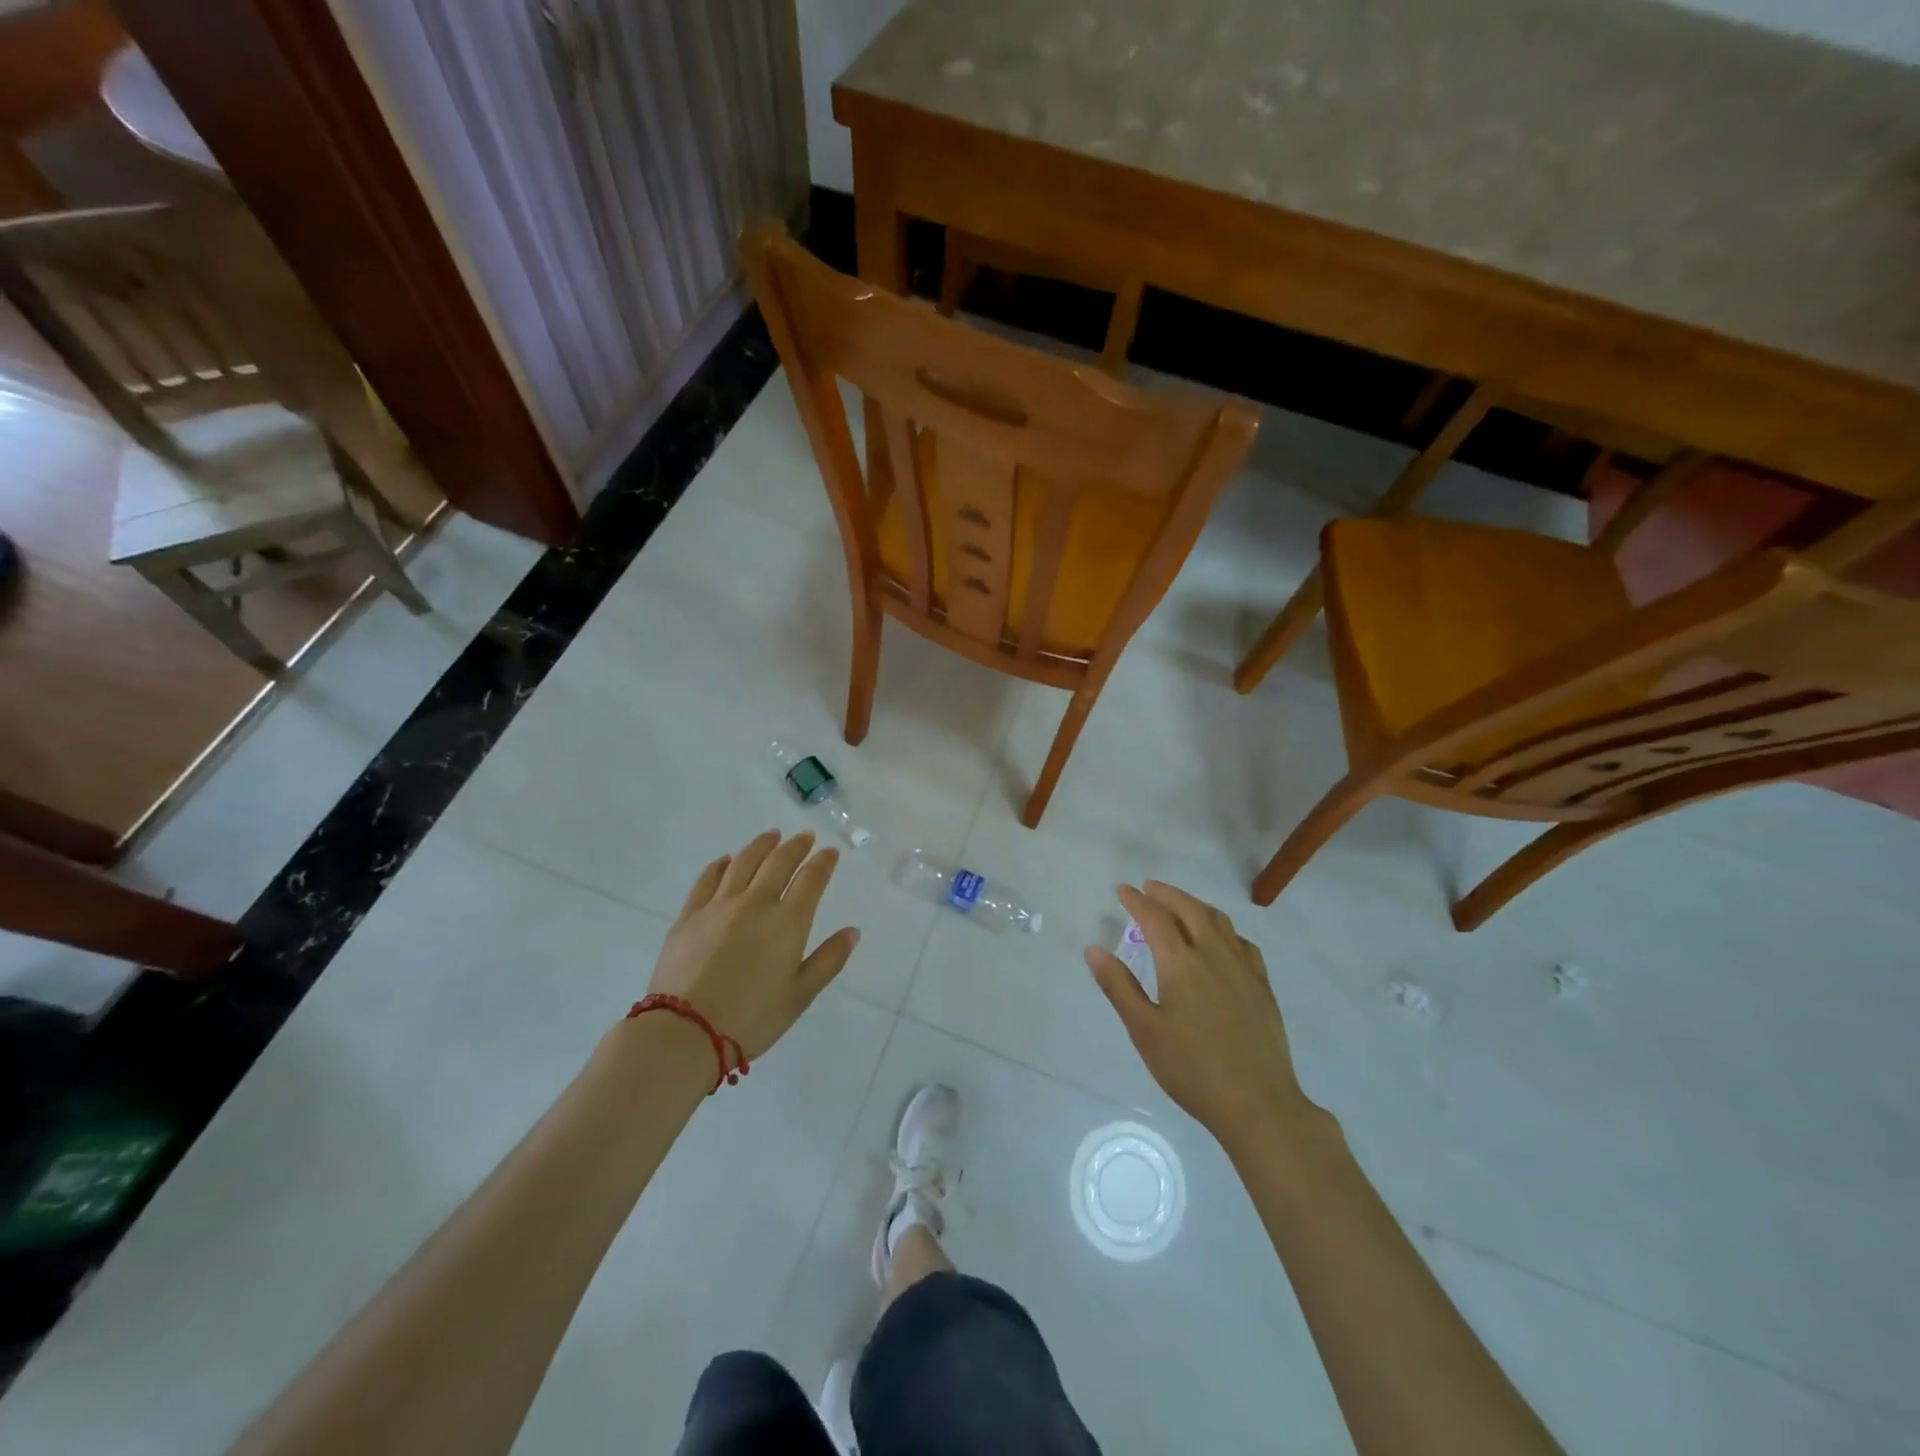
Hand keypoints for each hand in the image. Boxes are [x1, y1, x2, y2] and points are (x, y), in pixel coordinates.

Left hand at [647, 830, 859, 1059]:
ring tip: (771, 835)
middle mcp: (755, 903)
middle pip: (778, 863)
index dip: (823, 863)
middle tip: (804, 837)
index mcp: (787, 922)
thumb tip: (852, 931)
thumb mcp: (800, 995)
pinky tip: (726, 860)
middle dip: (795, 846)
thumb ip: (829, 960)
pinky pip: (708, 879)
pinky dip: (721, 865)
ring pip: (743, 862)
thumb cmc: (752, 1018)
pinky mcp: (689, 915)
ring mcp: (719, 906)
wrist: (685, 1031)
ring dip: (761, 846)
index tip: (830, 852)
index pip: (811, 880)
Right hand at [1087, 882, 1313, 1149]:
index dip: (1137, 901)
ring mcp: (1243, 968)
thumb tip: (1095, 950)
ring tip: (1180, 904)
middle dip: (1167, 894)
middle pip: (1190, 910)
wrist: (1258, 1103)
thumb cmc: (1192, 1068)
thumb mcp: (1145, 1030)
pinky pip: (1241, 942)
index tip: (1123, 890)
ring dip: (1195, 905)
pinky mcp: (1262, 985)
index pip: (1155, 919)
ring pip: (1219, 921)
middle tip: (1149, 887)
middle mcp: (1213, 955)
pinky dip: (1223, 928)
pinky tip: (1221, 939)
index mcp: (1181, 963)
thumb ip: (1119, 987)